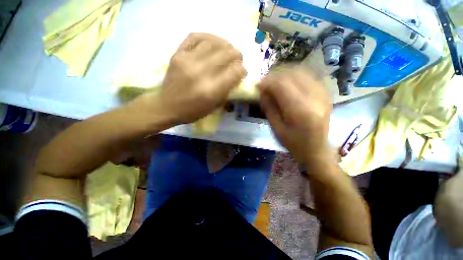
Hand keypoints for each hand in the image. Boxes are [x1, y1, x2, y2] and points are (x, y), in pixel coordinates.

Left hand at [140, 33, 246, 126]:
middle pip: (226, 54)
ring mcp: (187, 61)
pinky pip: (195, 37)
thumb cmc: (192, 111)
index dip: (242, 70)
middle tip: (238, 59)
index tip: (242, 72)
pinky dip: (208, 37)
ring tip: (228, 49)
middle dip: (237, 55)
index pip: (234, 72)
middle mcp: (201, 73)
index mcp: (211, 90)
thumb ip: (226, 91)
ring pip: (213, 43)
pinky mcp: (177, 54)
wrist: (167, 107)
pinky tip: (214, 42)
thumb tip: (236, 76)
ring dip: (225, 44)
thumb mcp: (213, 107)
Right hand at [258, 68, 331, 162]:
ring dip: (286, 74)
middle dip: (275, 76)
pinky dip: (296, 76)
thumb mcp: (276, 127)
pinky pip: (310, 76)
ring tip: (276, 82)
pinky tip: (289, 83)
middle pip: (292, 75)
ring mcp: (324, 94)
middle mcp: (315, 98)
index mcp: (300, 111)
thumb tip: (262, 90)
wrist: (316, 149)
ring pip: (302, 72)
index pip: (282, 85)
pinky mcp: (326, 93)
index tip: (258, 85)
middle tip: (266, 83)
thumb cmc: (293, 143)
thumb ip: (269, 107)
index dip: (268, 82)